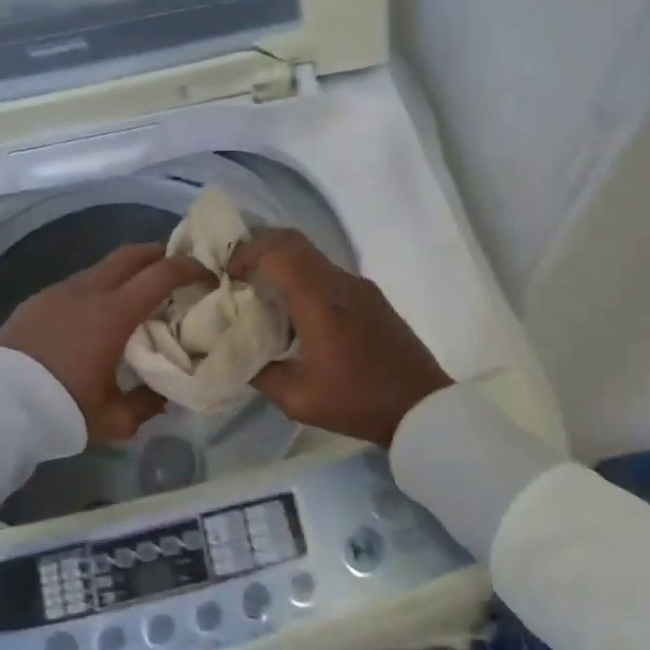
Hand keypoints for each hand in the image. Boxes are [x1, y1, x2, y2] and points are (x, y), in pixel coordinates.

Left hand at [0, 244, 210, 443]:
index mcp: (113, 314)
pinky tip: (94, 315)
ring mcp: (58, 292)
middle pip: (131, 254)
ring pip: (101, 268)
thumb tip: (165, 393)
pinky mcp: (36, 302)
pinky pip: (77, 285)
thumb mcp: (113, 419)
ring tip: (136, 295)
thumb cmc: (60, 411)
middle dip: (158, 254)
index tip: (206, 272)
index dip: (188, 267)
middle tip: (176, 268)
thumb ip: (146, 404)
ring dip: (125, 273)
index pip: (161, 274)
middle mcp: (87, 292)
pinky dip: (97, 289)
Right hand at [229, 229, 451, 447]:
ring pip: (311, 255)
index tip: (227, 275)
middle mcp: (341, 282)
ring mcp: (359, 286)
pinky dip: (301, 278)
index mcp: (320, 300)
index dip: (246, 252)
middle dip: (258, 248)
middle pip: (293, 241)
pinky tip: (293, 311)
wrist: (422, 408)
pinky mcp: (370, 296)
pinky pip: (327, 273)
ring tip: (259, 293)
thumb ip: (260, 373)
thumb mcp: (297, 399)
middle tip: (236, 274)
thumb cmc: (358, 403)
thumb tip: (236, 353)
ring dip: (281, 263)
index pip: (279, 249)